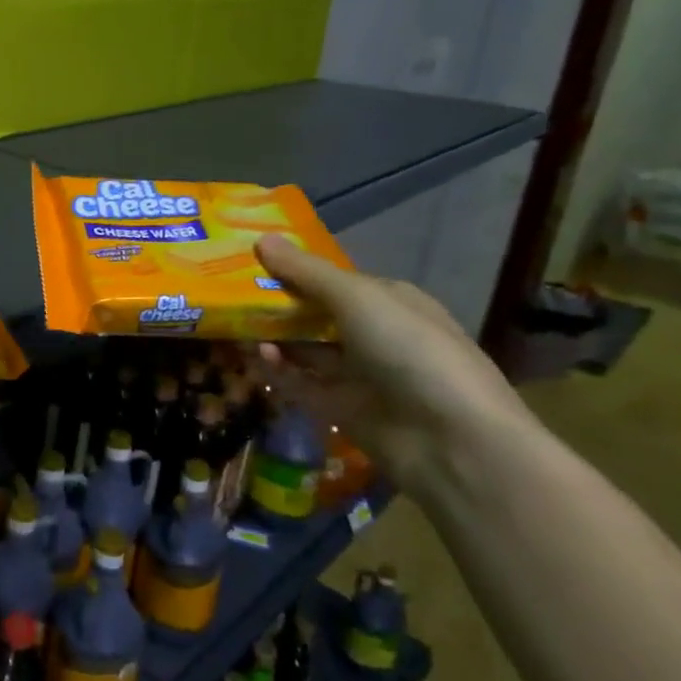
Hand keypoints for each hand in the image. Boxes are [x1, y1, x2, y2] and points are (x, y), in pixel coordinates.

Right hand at [251, 235, 534, 490]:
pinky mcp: (340, 409)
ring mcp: (358, 374)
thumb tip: (261, 238)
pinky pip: (299, 383)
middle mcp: (374, 335)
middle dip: (276, 304)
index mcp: (390, 302)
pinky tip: (255, 356)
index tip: (249, 261)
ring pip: (303, 348)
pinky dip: (277, 369)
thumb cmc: (411, 351)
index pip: (333, 280)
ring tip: (234, 326)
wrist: (452, 442)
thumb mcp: (357, 298)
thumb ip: (306, 272)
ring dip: (272, 336)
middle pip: (314, 314)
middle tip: (228, 294)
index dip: (294, 270)